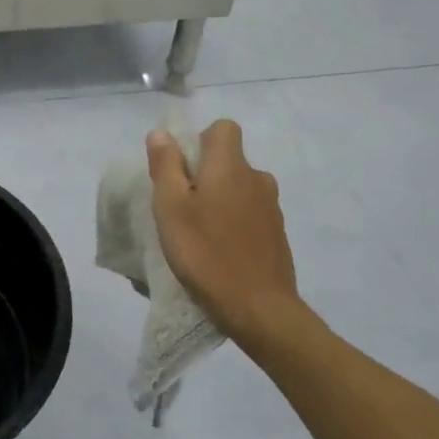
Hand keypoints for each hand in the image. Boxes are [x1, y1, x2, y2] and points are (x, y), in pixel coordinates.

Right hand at [147, 120, 321, 355]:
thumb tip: (161, 133)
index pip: (223, 128)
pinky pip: (250, 215)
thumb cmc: (206, 254)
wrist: (259, 309)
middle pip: (229, 160)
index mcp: (231, 166)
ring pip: (239, 189)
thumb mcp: (171, 208)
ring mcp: (271, 208)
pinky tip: (220, 252)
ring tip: (199, 234)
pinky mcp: (277, 235)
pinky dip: (234, 224)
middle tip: (181, 208)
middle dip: (205, 175)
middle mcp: (257, 178)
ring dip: (220, 201)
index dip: (199, 141)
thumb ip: (165, 166)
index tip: (181, 170)